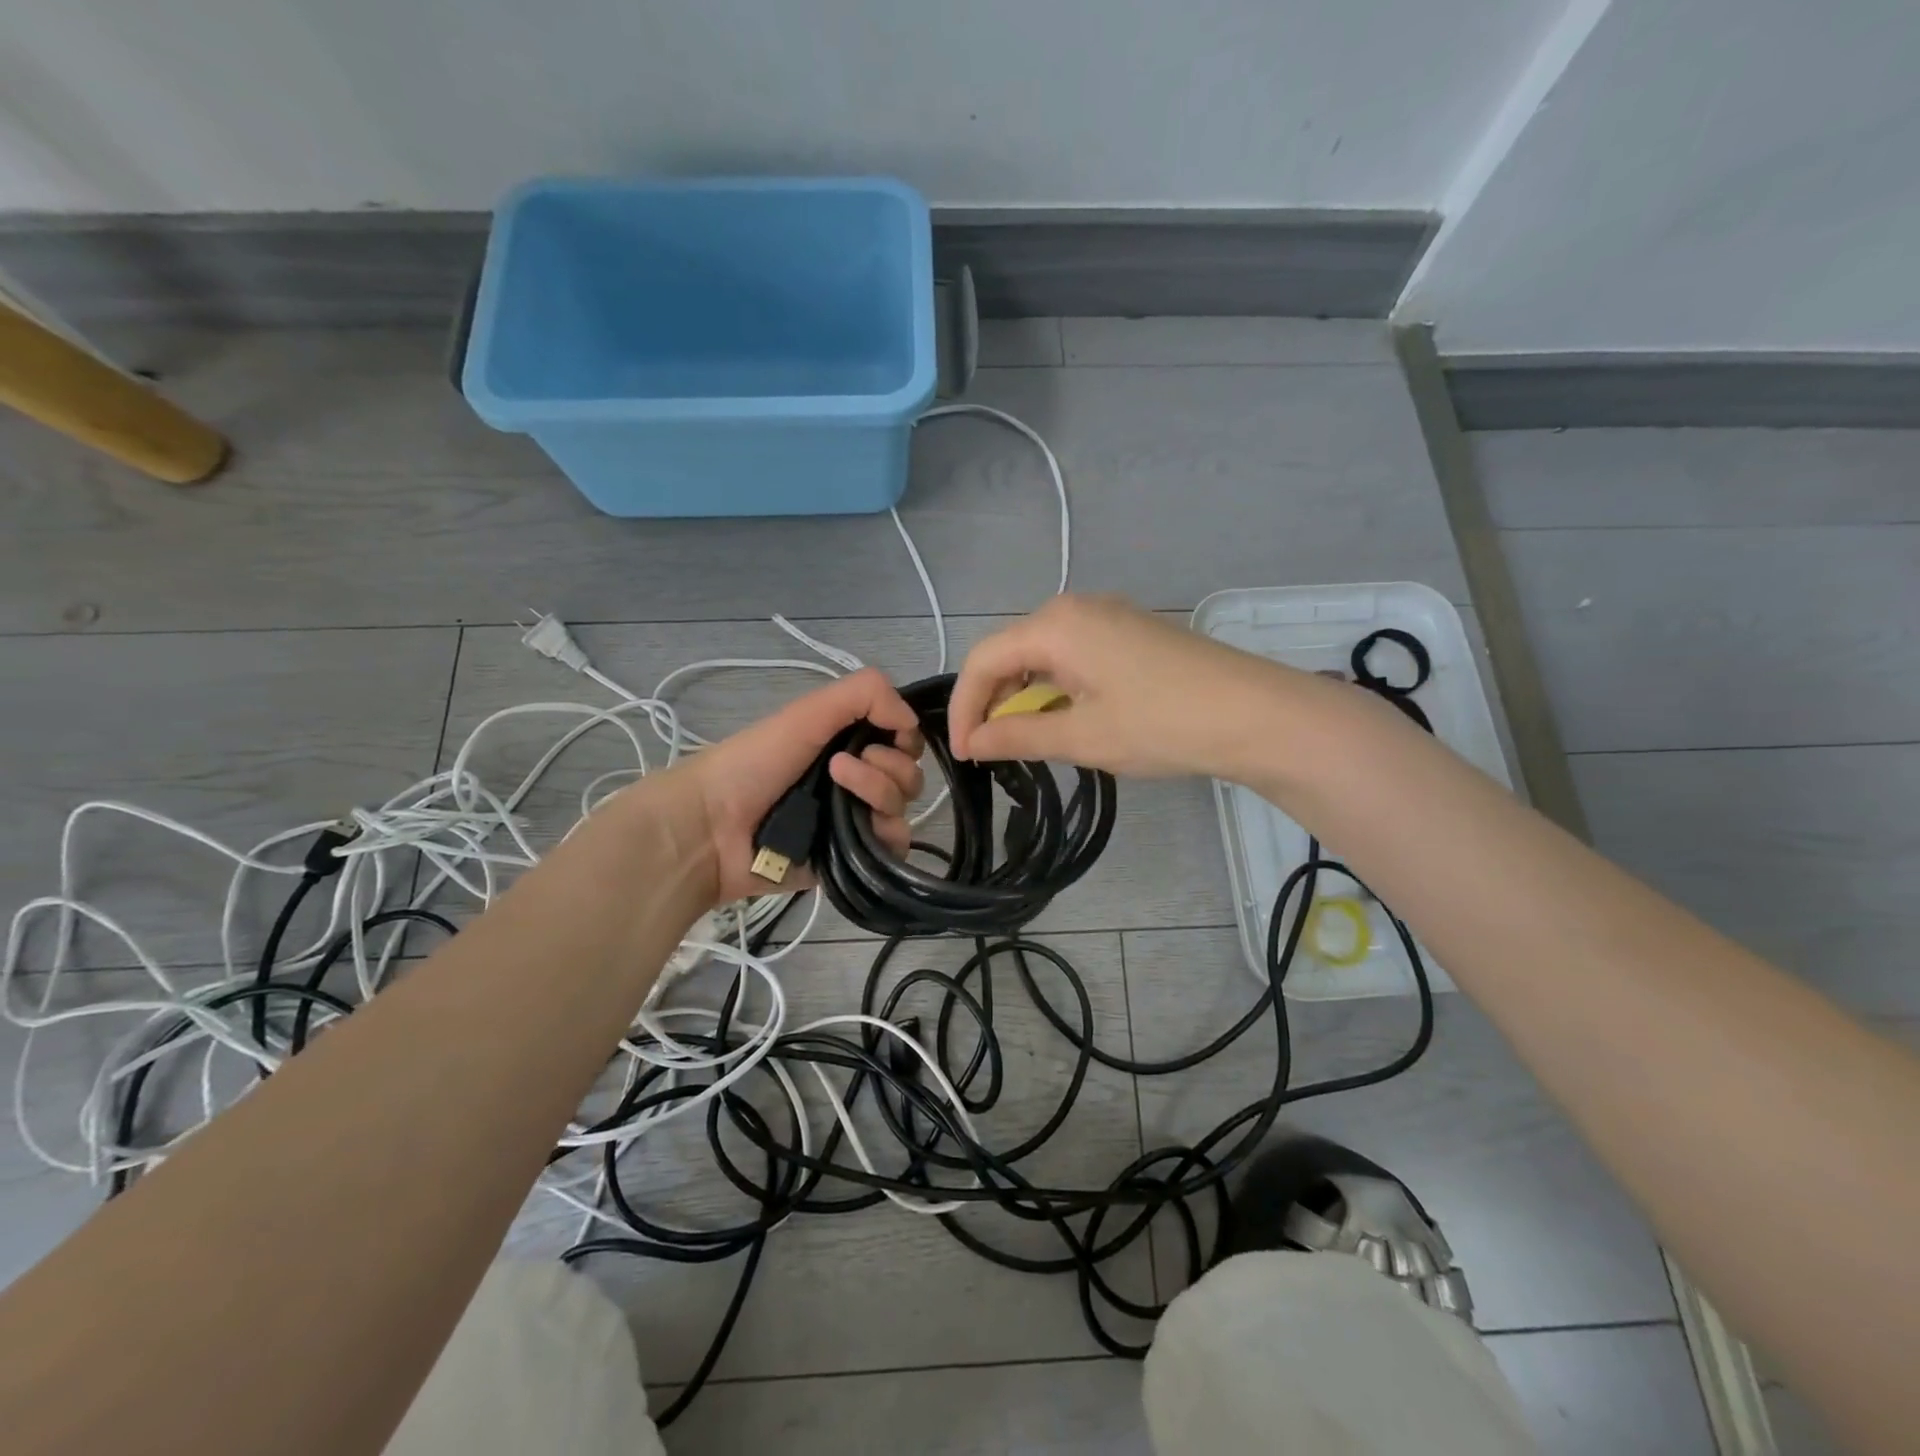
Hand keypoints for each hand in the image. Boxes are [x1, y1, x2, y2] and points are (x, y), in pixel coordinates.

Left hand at [679, 667, 925, 903]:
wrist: (713, 826)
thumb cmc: (755, 762)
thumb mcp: (808, 711)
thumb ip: (865, 694)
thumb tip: (913, 719)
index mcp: (847, 744)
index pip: (903, 739)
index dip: (904, 735)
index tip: (888, 732)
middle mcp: (857, 781)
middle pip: (909, 773)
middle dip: (888, 764)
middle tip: (841, 764)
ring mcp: (856, 821)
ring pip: (903, 807)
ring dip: (878, 790)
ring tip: (836, 785)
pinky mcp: (854, 858)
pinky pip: (895, 847)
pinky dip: (885, 833)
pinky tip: (856, 825)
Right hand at [948, 594, 1296, 779]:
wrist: (1257, 715)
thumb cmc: (1162, 724)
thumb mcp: (1082, 737)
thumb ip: (1019, 735)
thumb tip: (974, 742)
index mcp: (1056, 625)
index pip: (984, 660)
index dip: (964, 707)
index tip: (962, 753)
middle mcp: (1076, 608)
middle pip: (1010, 650)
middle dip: (992, 699)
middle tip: (989, 749)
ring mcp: (1108, 616)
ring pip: (1042, 653)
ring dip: (1025, 694)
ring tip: (1025, 738)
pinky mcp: (1131, 632)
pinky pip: (1073, 654)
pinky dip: (1056, 686)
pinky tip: (1066, 717)